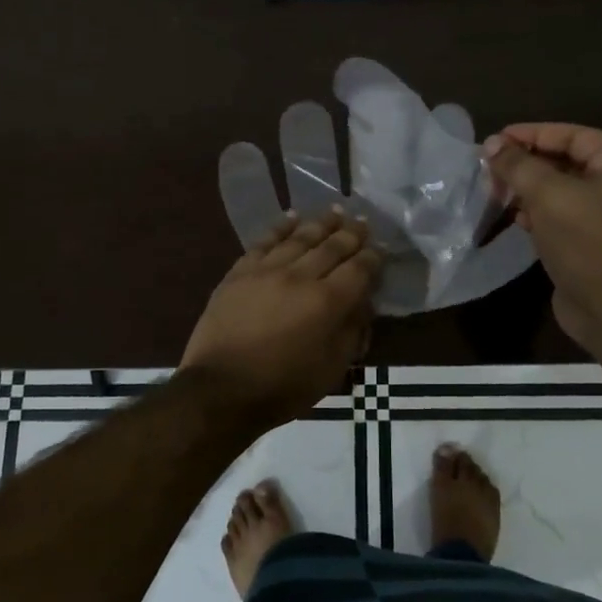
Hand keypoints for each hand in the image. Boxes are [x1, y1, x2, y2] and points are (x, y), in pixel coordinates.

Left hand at [181, 210, 380, 427]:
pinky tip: (292, 216)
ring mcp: (267, 270)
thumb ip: (352, 332)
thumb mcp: (331, 369)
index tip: (381, 249)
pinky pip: (265, 241)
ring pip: (300, 237)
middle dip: (352, 233)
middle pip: (332, 246)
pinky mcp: (240, 271)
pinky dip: (282, 226)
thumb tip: (362, 303)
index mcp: (328, 303)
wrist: (220, 390)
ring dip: (321, 223)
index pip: (359, 269)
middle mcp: (301, 277)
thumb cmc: (282, 387)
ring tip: (336, 212)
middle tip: (363, 222)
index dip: (373, 257)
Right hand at [483, 124, 601, 350]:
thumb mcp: (549, 195)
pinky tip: (513, 216)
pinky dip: (536, 213)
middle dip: (527, 163)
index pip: (574, 136)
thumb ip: (519, 166)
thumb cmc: (586, 242)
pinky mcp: (591, 243)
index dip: (534, 134)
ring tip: (495, 189)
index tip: (498, 139)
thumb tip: (492, 145)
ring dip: (527, 188)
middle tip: (491, 166)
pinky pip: (560, 217)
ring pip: (560, 191)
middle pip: (566, 162)